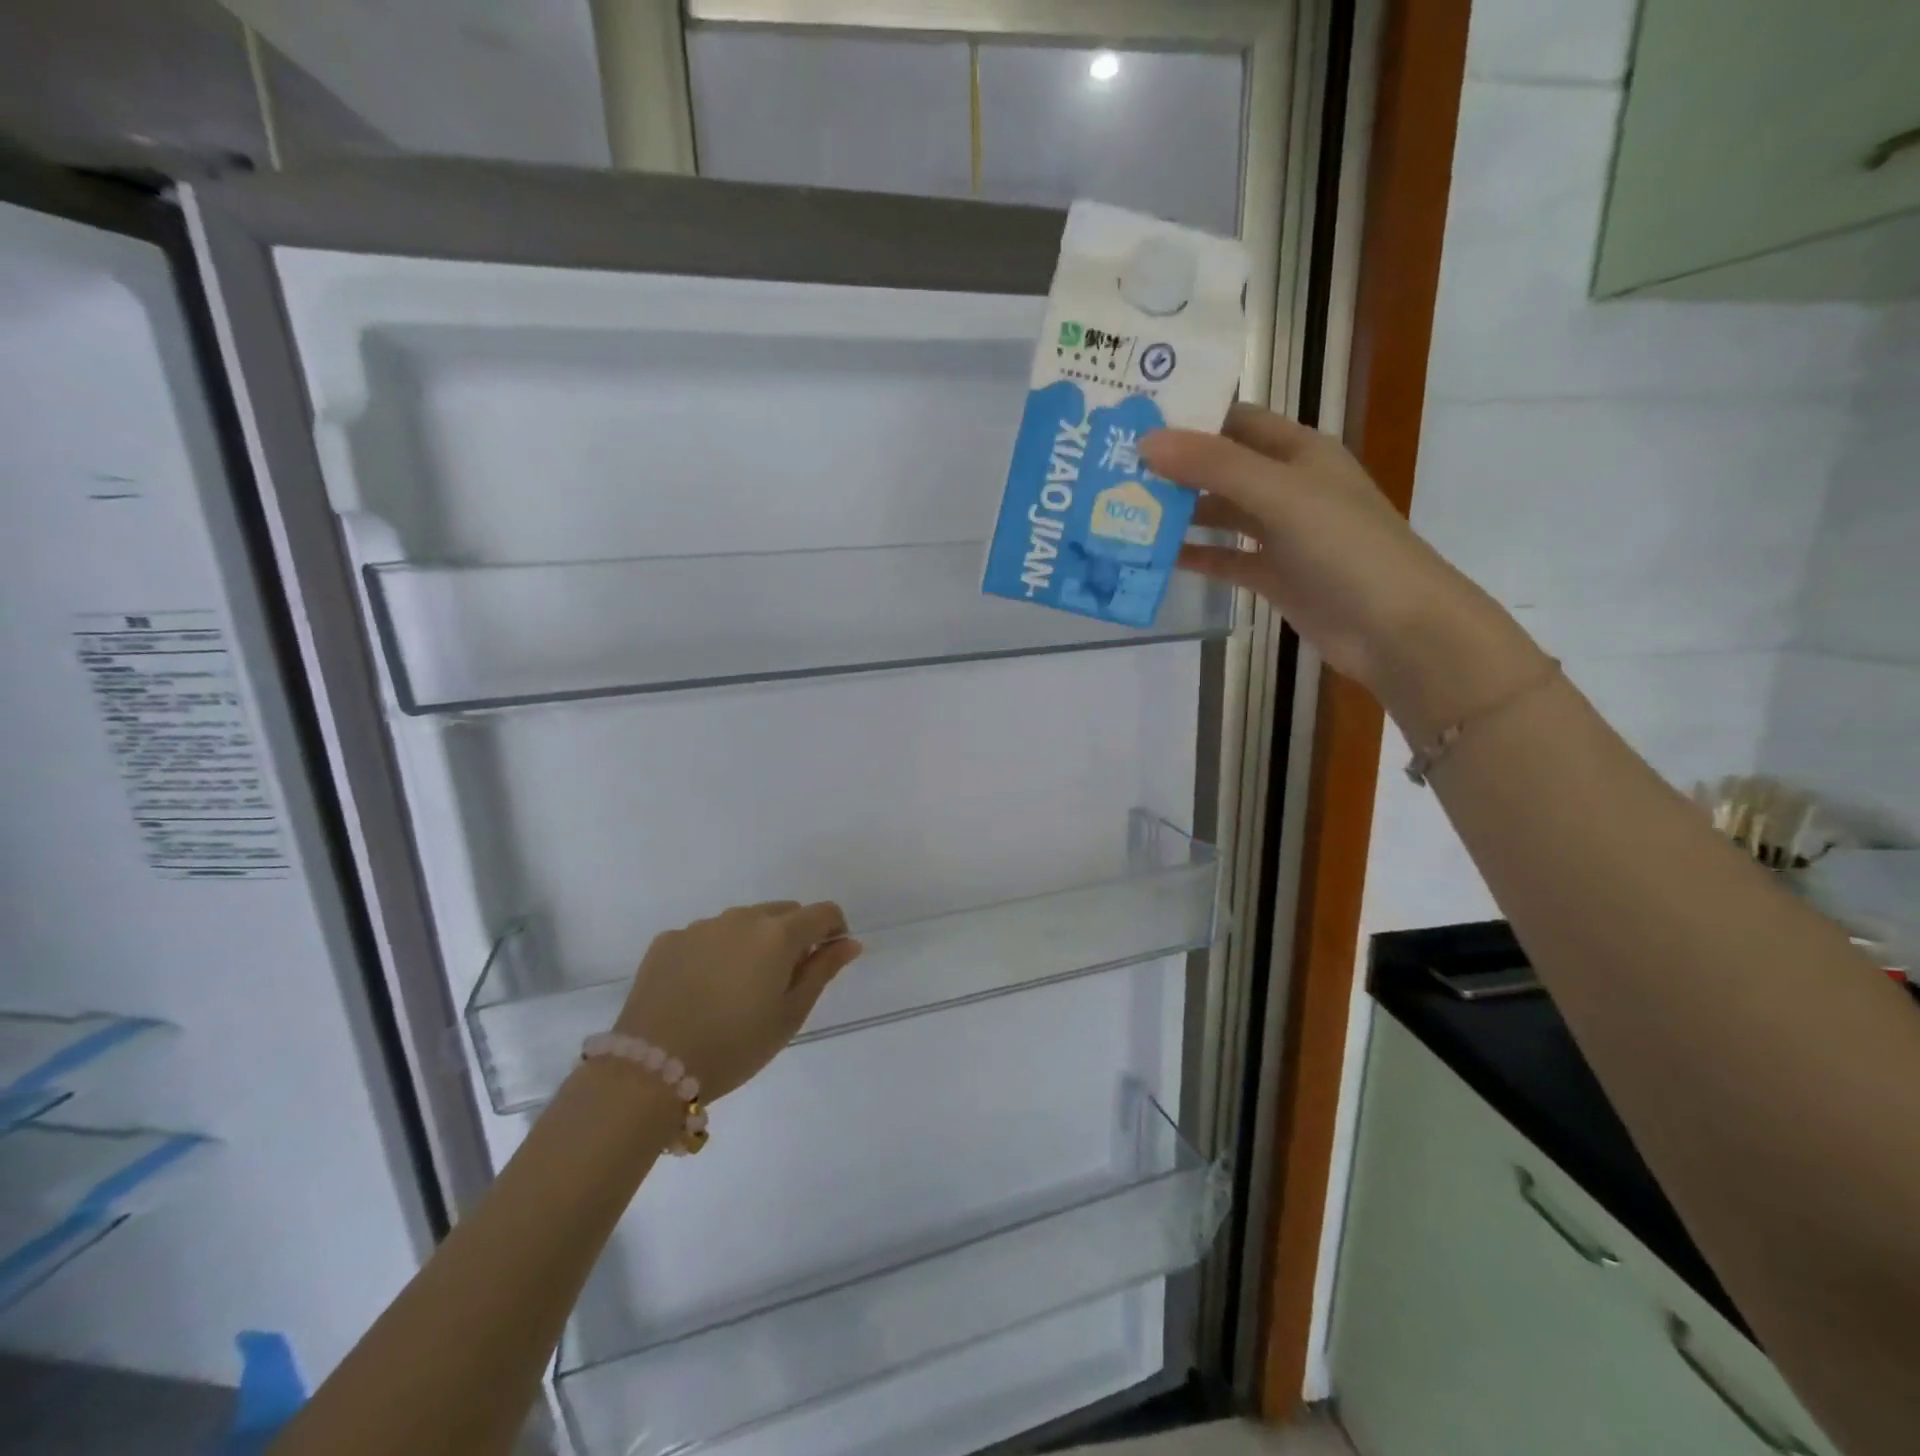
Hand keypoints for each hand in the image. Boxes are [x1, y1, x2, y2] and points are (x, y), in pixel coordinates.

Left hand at [613, 902, 861, 1102]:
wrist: (651, 1069)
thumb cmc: (735, 1047)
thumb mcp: (790, 1015)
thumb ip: (822, 971)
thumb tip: (849, 942)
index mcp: (778, 934)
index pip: (823, 912)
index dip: (834, 931)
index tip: (828, 959)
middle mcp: (741, 918)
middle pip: (784, 912)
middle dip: (794, 935)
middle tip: (784, 980)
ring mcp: (701, 926)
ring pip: (743, 922)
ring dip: (754, 942)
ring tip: (739, 987)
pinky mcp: (669, 940)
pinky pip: (706, 936)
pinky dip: (716, 952)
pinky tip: (703, 989)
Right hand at [1145, 404, 1539, 736]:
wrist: (1393, 626)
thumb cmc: (1344, 547)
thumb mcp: (1279, 494)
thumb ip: (1214, 467)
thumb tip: (1146, 442)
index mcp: (1299, 452)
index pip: (1235, 420)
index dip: (1189, 417)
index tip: (1134, 420)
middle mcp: (1288, 486)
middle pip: (1222, 468)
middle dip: (1174, 468)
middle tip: (1114, 469)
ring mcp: (1281, 534)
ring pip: (1220, 515)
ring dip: (1180, 514)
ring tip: (1124, 512)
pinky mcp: (1274, 575)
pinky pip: (1226, 559)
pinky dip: (1196, 556)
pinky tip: (1156, 557)